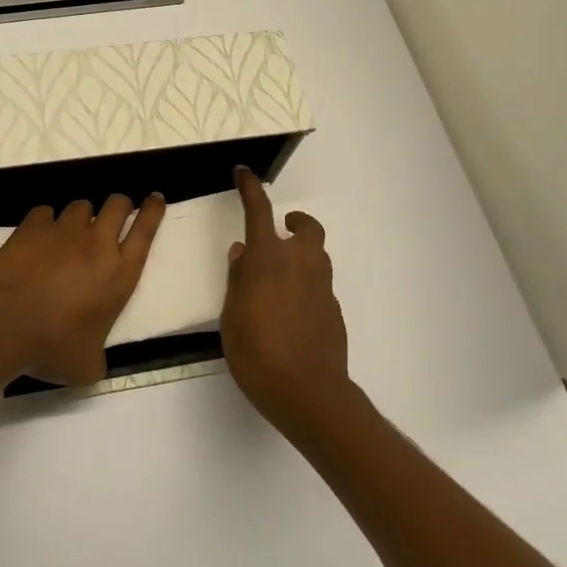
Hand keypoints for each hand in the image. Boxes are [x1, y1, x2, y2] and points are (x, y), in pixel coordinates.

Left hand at [0, 194, 164, 385]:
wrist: (4, 325)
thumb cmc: (52, 348)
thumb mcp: (87, 365)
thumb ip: (98, 355)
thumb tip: (94, 359)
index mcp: (119, 274)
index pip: (146, 231)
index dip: (153, 211)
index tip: (155, 198)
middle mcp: (97, 244)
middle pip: (118, 205)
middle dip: (120, 205)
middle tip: (116, 214)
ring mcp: (64, 230)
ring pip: (82, 205)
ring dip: (82, 216)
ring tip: (71, 232)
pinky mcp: (33, 226)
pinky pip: (45, 212)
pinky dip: (45, 222)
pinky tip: (38, 237)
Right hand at [222, 167, 350, 435]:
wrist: (308, 394)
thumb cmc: (257, 352)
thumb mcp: (231, 316)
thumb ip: (238, 279)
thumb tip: (243, 252)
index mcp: (269, 259)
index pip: (259, 211)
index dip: (250, 189)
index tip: (244, 173)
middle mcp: (301, 264)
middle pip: (308, 229)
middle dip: (296, 224)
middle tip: (280, 233)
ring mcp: (322, 288)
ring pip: (317, 258)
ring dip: (301, 257)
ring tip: (279, 281)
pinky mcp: (334, 312)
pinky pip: (319, 287)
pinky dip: (306, 288)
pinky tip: (291, 315)